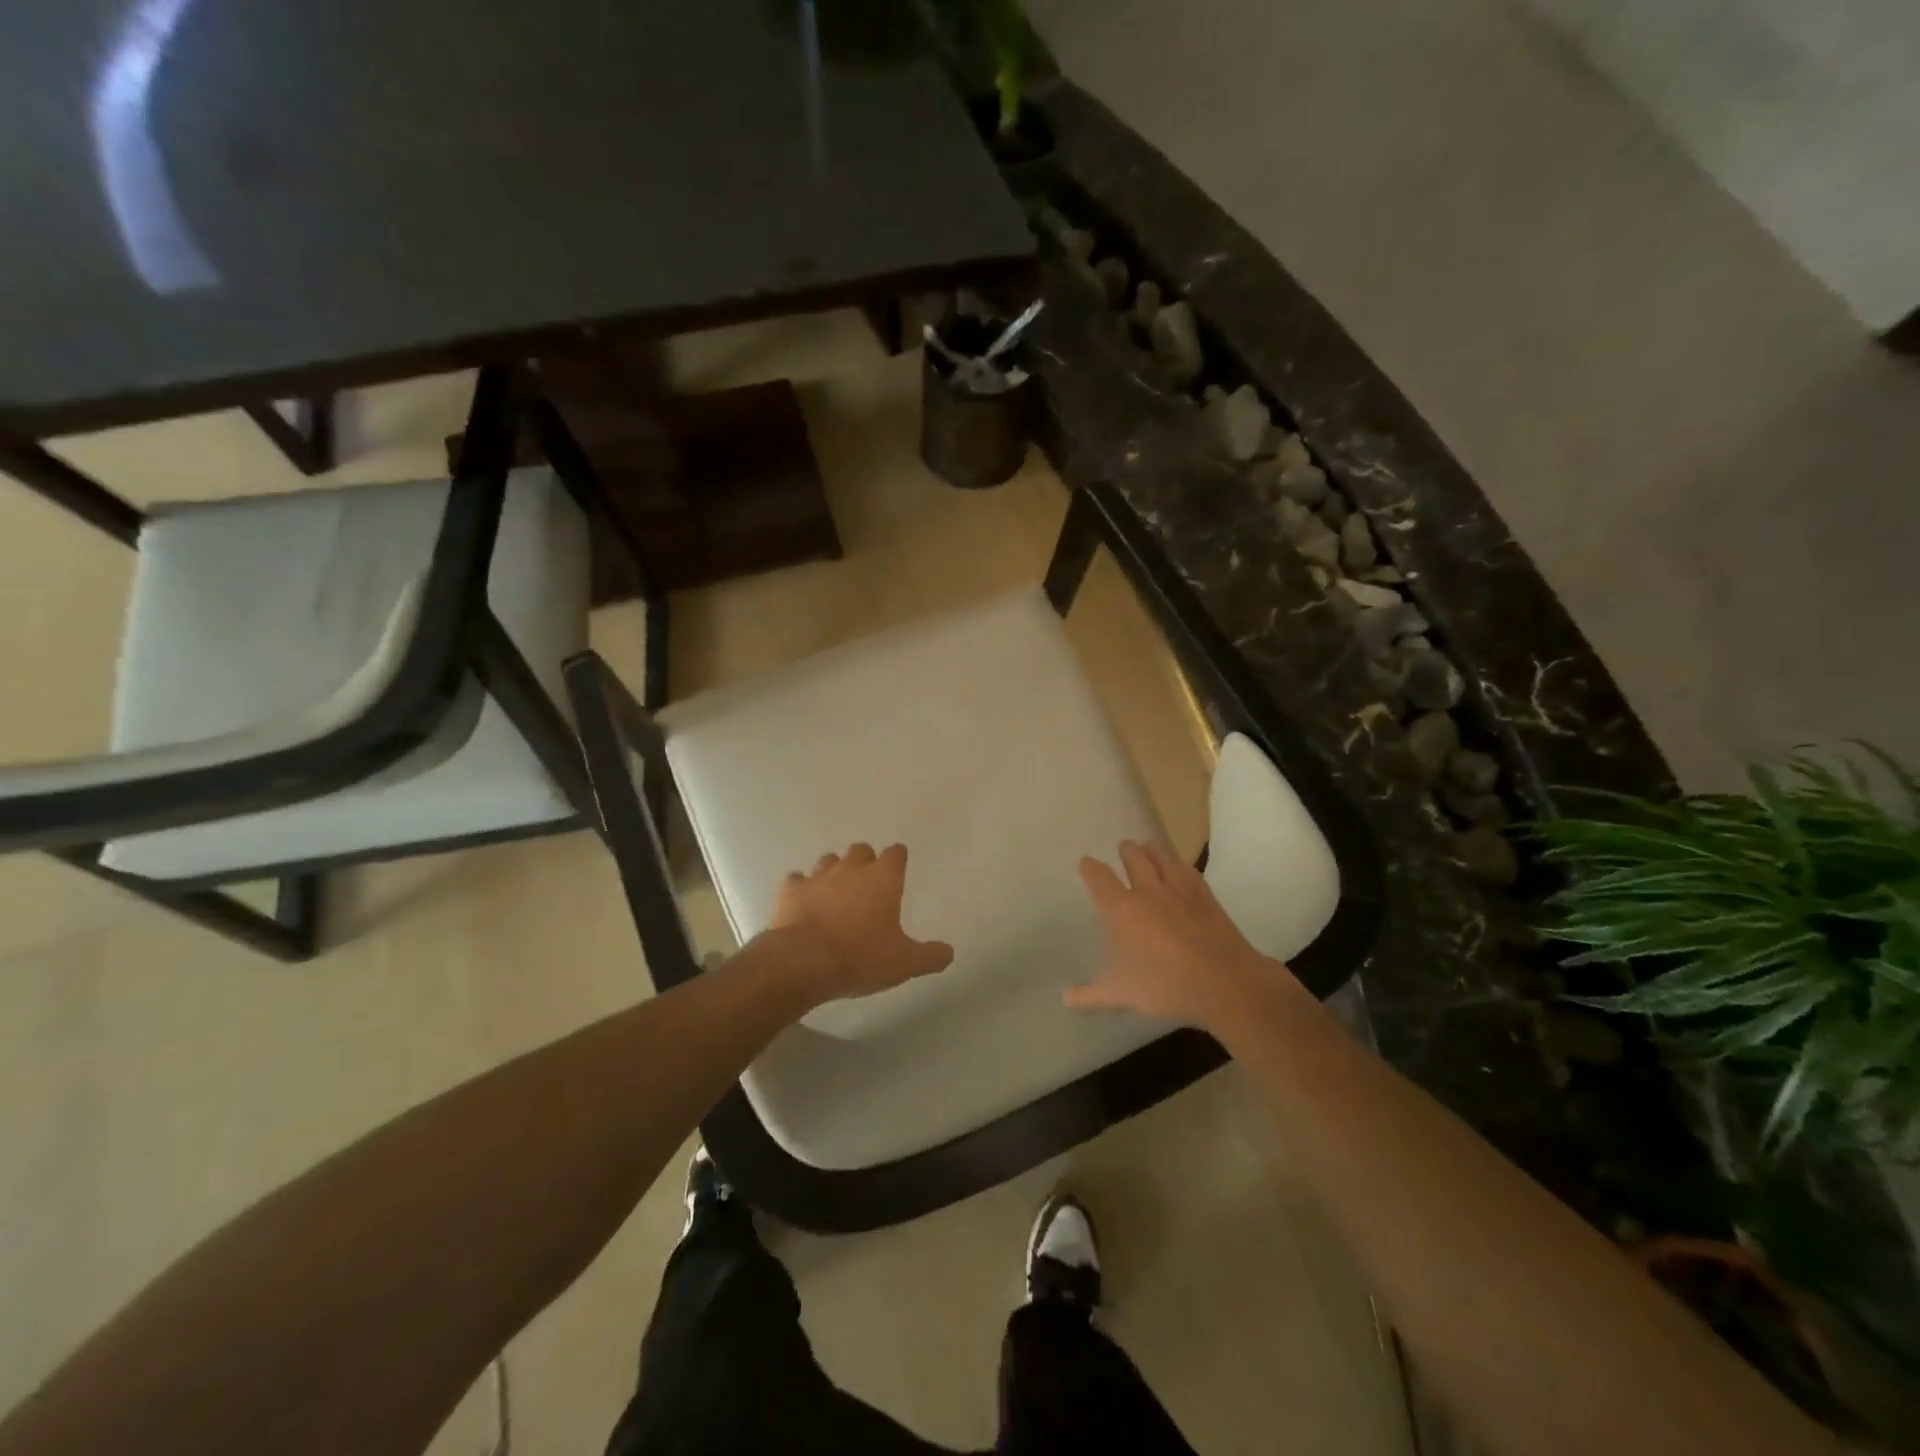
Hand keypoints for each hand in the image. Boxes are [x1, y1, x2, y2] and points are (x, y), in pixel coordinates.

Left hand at [767, 843, 954, 1005]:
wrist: (803, 962)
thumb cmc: (860, 957)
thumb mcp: (904, 964)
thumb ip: (930, 956)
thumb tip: (949, 952)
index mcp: (883, 878)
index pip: (896, 853)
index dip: (898, 861)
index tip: (898, 873)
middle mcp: (852, 868)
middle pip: (861, 850)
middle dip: (865, 863)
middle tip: (867, 888)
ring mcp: (818, 875)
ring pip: (829, 861)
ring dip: (834, 873)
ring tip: (835, 896)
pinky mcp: (791, 889)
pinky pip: (798, 880)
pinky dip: (802, 889)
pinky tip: (803, 905)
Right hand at [1068, 839, 1305, 1030]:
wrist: (1223, 983)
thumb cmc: (1164, 986)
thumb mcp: (1120, 996)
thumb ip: (1090, 995)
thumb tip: (1065, 998)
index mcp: (1121, 909)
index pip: (1099, 878)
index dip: (1090, 868)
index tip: (1086, 863)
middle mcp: (1147, 891)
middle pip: (1134, 858)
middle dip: (1126, 850)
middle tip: (1124, 846)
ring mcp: (1179, 890)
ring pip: (1162, 858)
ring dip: (1152, 850)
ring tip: (1148, 846)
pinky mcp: (1205, 896)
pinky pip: (1188, 871)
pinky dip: (1180, 865)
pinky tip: (1180, 867)